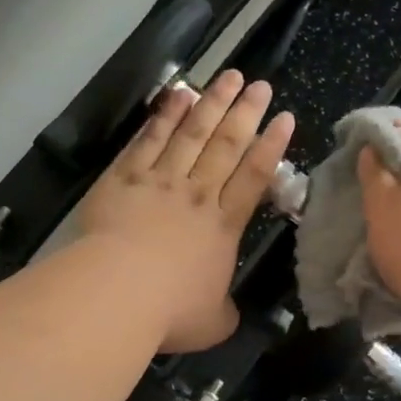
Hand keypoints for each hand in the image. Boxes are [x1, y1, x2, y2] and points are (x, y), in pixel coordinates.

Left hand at [79, 70, 294, 352]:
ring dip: (212, 103)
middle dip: (246, 113)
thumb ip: (224, 311)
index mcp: (223, 226)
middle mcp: (197, 195)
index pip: (254, 177)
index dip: (271, 147)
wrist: (116, 293)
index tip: (284, 118)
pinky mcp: (124, 178)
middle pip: (226, 145)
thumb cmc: (169, 311)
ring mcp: (160, 181)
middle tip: (260, 85)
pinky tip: (178, 94)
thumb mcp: (212, 323)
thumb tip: (227, 311)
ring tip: (228, 77)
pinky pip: (149, 139)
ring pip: (192, 134)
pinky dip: (165, 115)